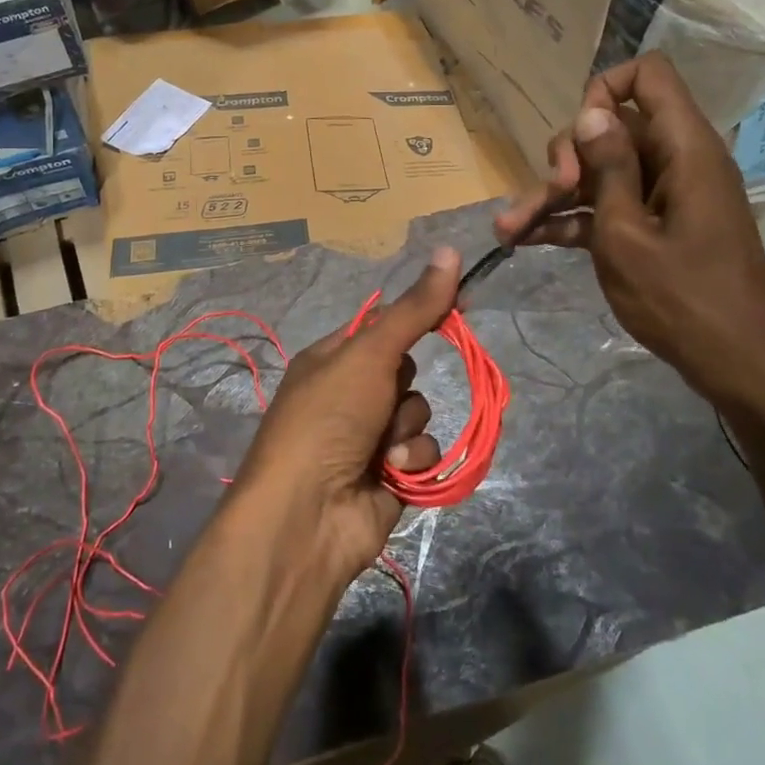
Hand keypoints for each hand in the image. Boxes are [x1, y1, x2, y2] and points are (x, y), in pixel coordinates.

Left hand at [234, 248, 461, 580]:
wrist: (307, 515)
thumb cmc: (328, 418)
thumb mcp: (369, 354)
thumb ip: (414, 309)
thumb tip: (450, 249)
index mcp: (332, 357)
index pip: (384, 323)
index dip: (418, 313)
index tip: (457, 304)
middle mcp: (349, 393)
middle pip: (406, 368)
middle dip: (403, 384)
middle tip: (384, 395)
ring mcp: (368, 435)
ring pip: (417, 411)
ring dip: (406, 429)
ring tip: (380, 448)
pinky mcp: (389, 475)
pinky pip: (422, 452)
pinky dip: (410, 461)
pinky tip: (389, 474)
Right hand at [494, 54, 764, 413]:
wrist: (735, 364)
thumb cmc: (682, 298)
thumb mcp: (628, 234)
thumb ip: (609, 169)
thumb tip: (591, 113)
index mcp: (683, 149)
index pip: (649, 76)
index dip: (605, 91)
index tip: (579, 138)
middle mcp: (675, 161)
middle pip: (610, 129)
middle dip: (566, 158)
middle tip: (548, 195)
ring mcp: (663, 195)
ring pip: (599, 173)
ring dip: (553, 197)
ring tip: (508, 229)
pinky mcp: (653, 226)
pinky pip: (606, 206)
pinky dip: (571, 220)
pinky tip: (527, 241)